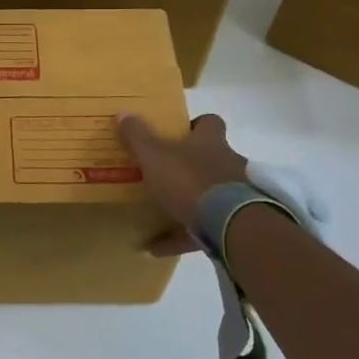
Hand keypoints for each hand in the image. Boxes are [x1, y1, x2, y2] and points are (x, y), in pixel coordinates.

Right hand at [116, 112, 248, 254]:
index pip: (209, 123)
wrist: (230, 224)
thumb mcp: (154, 156)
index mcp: (210, 142)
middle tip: (163, 173)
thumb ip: (138, 136)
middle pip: (211, 158)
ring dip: (188, 203)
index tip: (176, 133)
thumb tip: (123, 112)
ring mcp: (235, 195)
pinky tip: (155, 247)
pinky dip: (181, 236)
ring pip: (210, 194)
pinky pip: (204, 229)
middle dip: (190, 165)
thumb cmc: (189, 180)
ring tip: (158, 213)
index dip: (194, 125)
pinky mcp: (235, 224)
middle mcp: (228, 163)